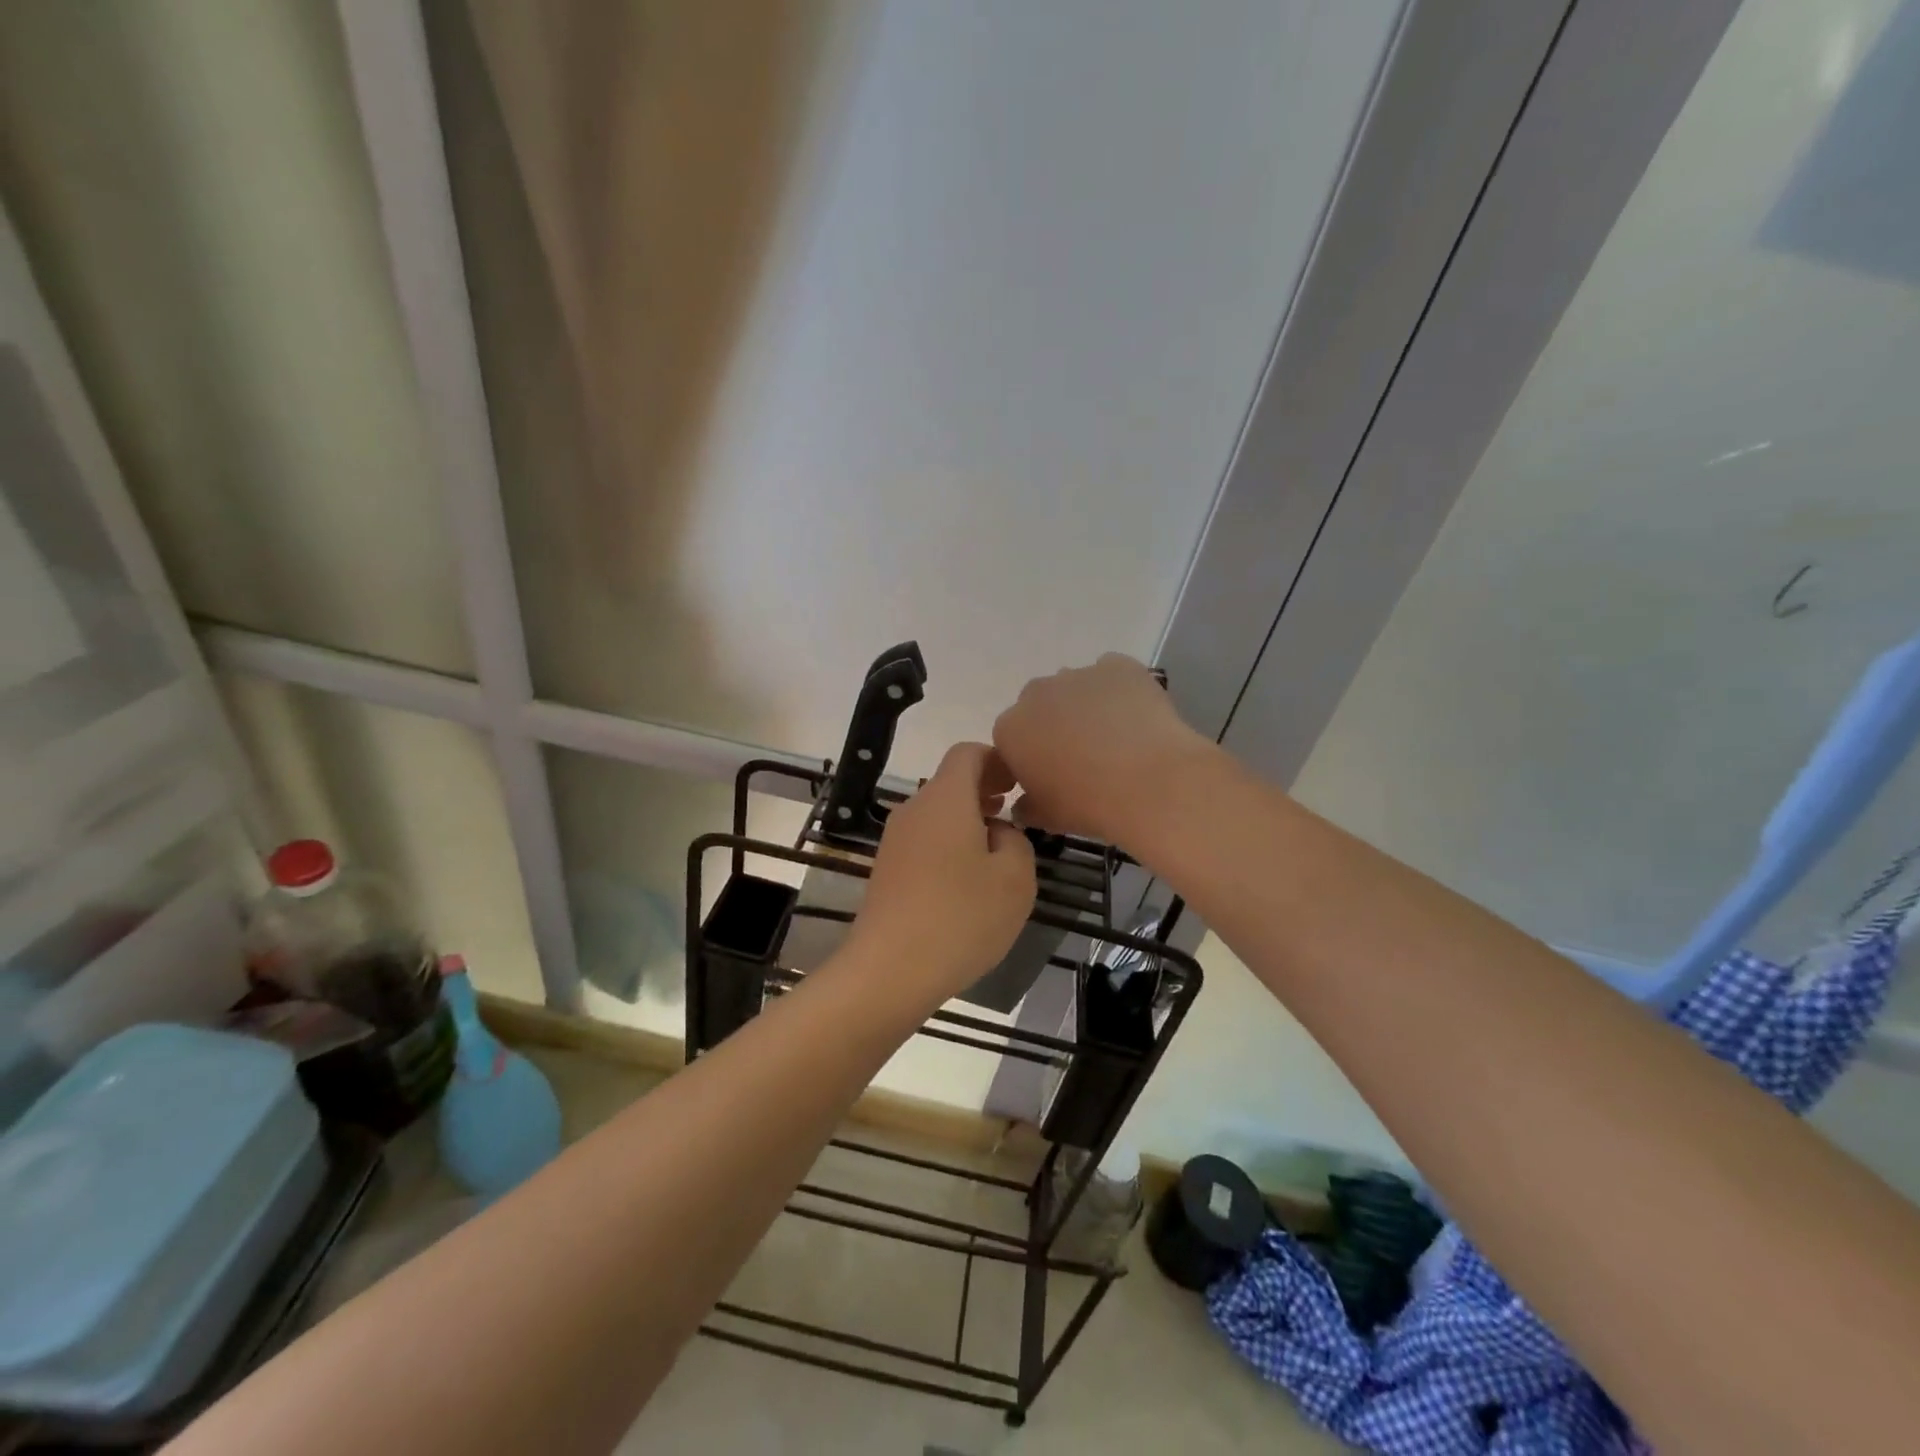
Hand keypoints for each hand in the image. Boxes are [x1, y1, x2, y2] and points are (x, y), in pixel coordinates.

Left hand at [848, 743, 1036, 1003]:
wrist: (889, 970)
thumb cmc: (960, 918)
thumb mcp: (1015, 879)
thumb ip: (1016, 841)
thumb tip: (997, 832)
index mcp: (945, 799)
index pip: (967, 753)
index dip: (997, 759)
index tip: (1020, 782)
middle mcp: (914, 809)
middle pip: (950, 782)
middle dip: (985, 790)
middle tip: (1015, 811)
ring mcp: (895, 840)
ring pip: (937, 813)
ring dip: (968, 819)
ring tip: (997, 847)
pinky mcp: (887, 869)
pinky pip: (925, 840)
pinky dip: (950, 843)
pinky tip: (967, 878)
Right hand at [993, 653, 1211, 847]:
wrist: (1149, 782)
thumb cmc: (1088, 804)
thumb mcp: (1047, 817)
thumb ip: (1026, 807)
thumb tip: (1024, 804)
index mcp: (1010, 730)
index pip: (1011, 739)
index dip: (1030, 756)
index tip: (1050, 775)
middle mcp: (1036, 693)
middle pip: (1039, 706)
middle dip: (1054, 725)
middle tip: (1082, 756)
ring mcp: (1077, 674)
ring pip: (1075, 688)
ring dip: (1085, 707)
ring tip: (1115, 738)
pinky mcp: (1117, 665)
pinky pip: (1111, 675)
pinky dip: (1118, 692)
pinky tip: (1135, 718)